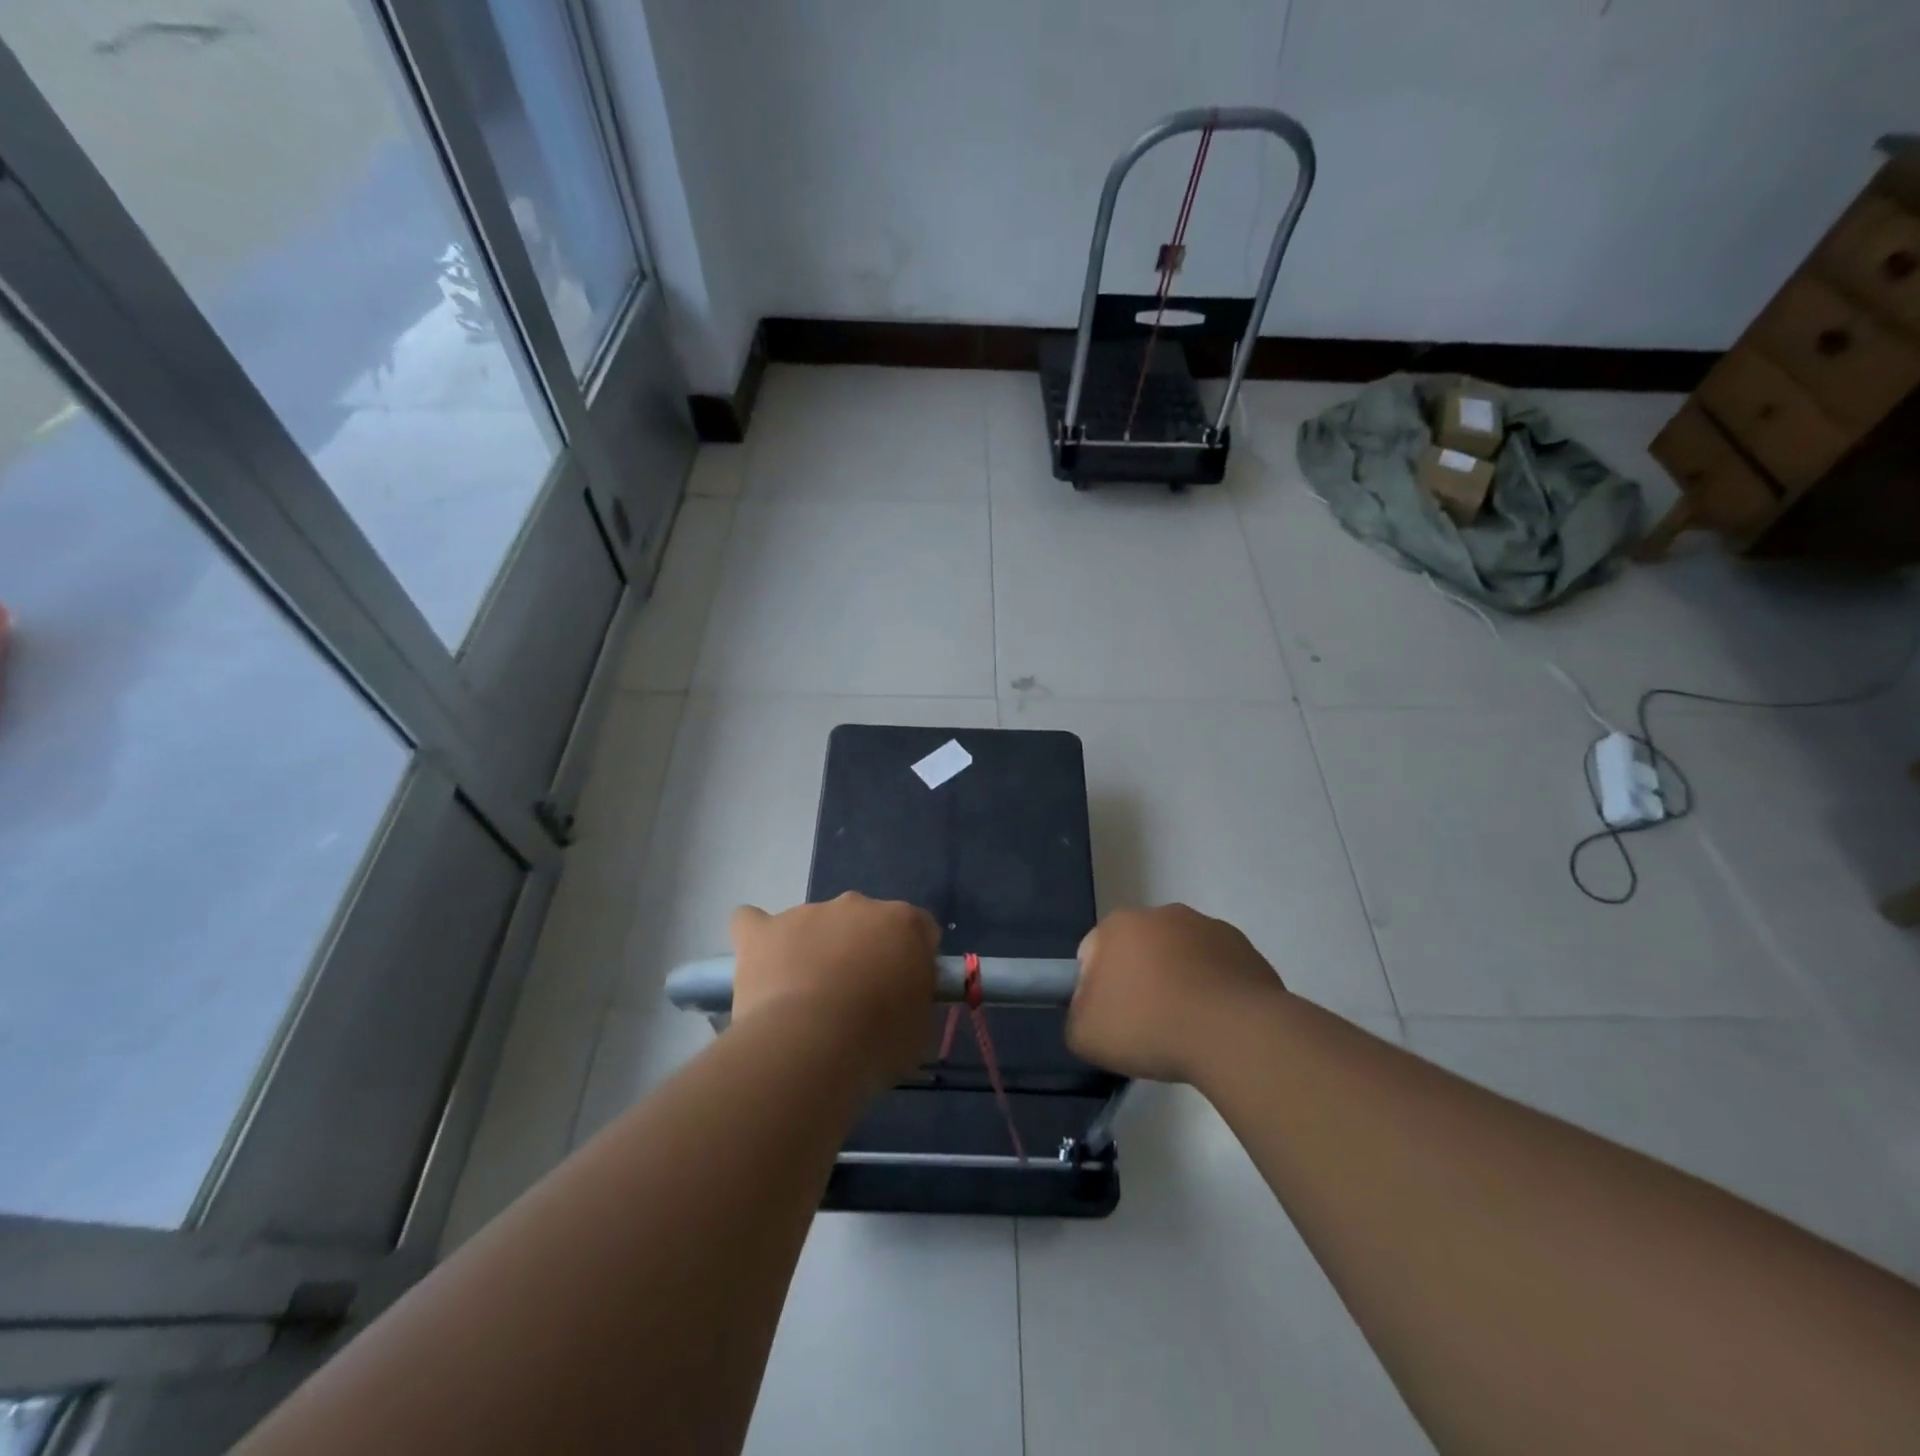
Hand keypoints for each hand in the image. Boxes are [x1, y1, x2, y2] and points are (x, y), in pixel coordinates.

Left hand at [730, 893, 938, 1088]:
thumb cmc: (878, 1041)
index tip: (904, 991)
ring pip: (813, 924)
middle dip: (861, 951)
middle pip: (864, 922)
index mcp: (903, 923)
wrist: (811, 1046)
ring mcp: (806, 913)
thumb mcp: (922, 1028)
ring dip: (814, 950)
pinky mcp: (763, 931)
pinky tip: (759, 964)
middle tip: (855, 1000)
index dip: (912, 959)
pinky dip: (758, 939)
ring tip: (804, 1002)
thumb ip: (917, 999)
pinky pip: (753, 923)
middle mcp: (857, 905)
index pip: (918, 929)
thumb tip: (905, 998)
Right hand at [1067, 904, 1286, 1082]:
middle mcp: (1160, 913)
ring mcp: (1207, 926)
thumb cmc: (1149, 1026)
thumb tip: (1090, 1010)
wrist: (1234, 1034)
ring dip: (1178, 981)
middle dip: (1138, 980)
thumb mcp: (1085, 1035)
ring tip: (1186, 1028)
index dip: (1096, 990)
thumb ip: (1077, 1015)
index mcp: (1118, 924)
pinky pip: (1216, 969)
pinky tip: (1215, 1022)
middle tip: (1146, 1026)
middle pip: (1138, 950)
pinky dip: (1212, 989)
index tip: (1111, 1021)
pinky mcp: (1244, 948)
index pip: (1092, 953)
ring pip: (1180, 956)